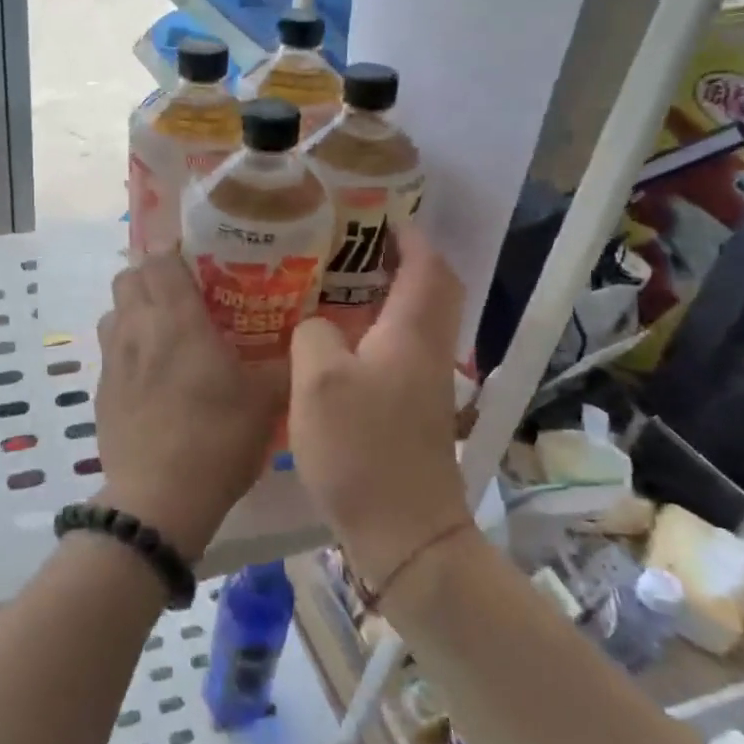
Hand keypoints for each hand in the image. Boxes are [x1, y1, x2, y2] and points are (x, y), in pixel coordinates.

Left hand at [94, 255, 287, 559]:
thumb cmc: (217, 439)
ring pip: (114, 311)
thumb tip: (307, 339)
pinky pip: (110, 349)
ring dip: (135, 309)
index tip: (202, 263)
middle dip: (153, 276)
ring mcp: (111, 360)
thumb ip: (285, 362)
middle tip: (187, 295)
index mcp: (175, 319)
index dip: (176, 253)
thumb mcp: (266, 399)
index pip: (160, 259)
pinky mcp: (100, 391)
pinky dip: (127, 346)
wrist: (158, 500)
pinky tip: (152, 375)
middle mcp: (136, 328)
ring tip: (166, 331)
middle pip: (129, 276)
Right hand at [289, 225, 472, 589]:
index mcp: (412, 332)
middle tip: (348, 244)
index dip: (407, 233)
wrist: (403, 532)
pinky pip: (396, 348)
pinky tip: (331, 339)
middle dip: (398, 259)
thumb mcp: (319, 381)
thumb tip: (317, 324)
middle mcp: (427, 349)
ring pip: (412, 319)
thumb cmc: (362, 449)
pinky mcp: (410, 409)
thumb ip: (314, 333)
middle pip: (429, 289)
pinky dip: (372, 329)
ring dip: (383, 294)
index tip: (374, 212)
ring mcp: (422, 382)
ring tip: (331, 282)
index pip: (427, 265)